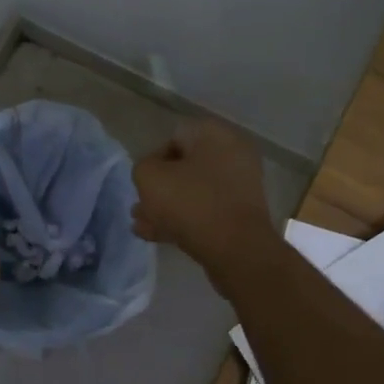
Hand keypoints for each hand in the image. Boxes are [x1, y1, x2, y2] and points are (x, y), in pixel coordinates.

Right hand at [132, 120, 276, 279]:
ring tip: (143, 226)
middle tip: (140, 207)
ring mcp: (241, 185)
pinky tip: (157, 236)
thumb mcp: (150, 177)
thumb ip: (143, 168)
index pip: (175, 137)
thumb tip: (153, 175)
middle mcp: (233, 153)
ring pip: (194, 191)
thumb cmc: (191, 203)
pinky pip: (207, 210)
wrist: (236, 249)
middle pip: (185, 167)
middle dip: (160, 188)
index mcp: (215, 134)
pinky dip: (184, 219)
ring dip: (167, 207)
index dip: (153, 160)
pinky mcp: (242, 213)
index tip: (144, 184)